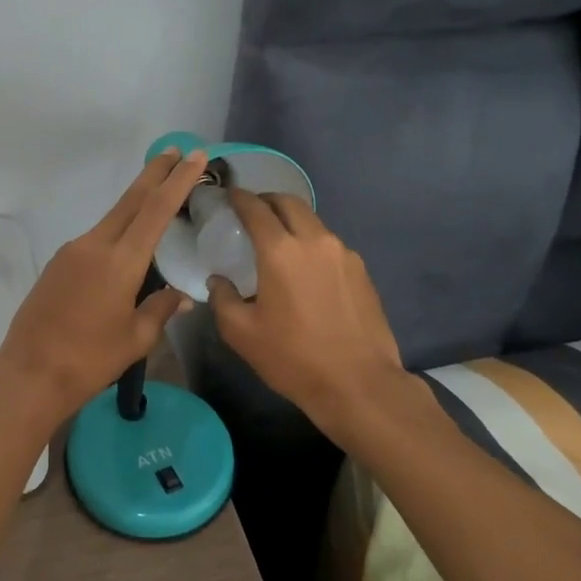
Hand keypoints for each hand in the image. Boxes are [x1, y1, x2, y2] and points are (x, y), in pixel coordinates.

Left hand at [0, 148, 203, 425]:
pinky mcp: (59, 262)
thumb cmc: (89, 359)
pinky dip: (118, 230)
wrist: (30, 372)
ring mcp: (72, 251)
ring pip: (112, 218)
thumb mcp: (136, 339)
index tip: (195, 157)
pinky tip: (127, 244)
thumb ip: (160, 309)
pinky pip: (96, 238)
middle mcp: (95, 245)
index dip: (177, 181)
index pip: (156, 210)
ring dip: (136, 202)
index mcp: (120, 261)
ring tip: (158, 194)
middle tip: (176, 151)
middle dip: (155, 173)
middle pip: (131, 200)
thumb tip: (180, 295)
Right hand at [206, 190, 432, 435]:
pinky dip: (312, 244)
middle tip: (252, 211)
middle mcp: (314, 241)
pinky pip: (330, 245)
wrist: (360, 385)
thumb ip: (223, 299)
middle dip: (268, 200)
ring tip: (278, 242)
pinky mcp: (361, 272)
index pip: (256, 208)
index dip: (239, 198)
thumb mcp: (242, 333)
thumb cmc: (293, 358)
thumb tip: (219, 281)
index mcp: (280, 251)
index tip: (229, 196)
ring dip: (292, 222)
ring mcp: (344, 255)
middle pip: (289, 203)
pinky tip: (305, 270)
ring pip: (313, 222)